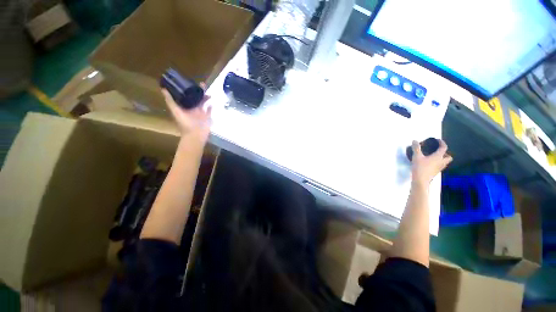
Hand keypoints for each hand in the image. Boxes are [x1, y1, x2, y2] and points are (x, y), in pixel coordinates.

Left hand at [161, 84, 211, 142]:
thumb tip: (163, 88)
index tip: (190, 82)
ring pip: (204, 103)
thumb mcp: (176, 111)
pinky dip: (211, 106)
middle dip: (199, 92)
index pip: (186, 96)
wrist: (196, 135)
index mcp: (185, 107)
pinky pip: (209, 110)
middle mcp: (193, 109)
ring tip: (209, 92)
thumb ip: (170, 101)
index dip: (188, 89)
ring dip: (206, 98)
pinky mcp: (207, 117)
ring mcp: (201, 113)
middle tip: (202, 84)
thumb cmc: (185, 124)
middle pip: (196, 98)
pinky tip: (213, 101)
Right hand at [411, 139, 451, 186]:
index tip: (437, 140)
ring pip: (445, 162)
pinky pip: (440, 166)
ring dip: (442, 159)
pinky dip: (437, 163)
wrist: (420, 180)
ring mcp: (439, 168)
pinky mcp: (435, 172)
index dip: (442, 143)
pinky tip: (430, 163)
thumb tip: (415, 140)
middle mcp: (441, 162)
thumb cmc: (420, 167)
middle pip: (448, 157)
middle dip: (445, 153)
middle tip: (438, 151)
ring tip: (433, 157)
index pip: (444, 148)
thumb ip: (416, 148)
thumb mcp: (416, 156)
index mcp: (438, 157)